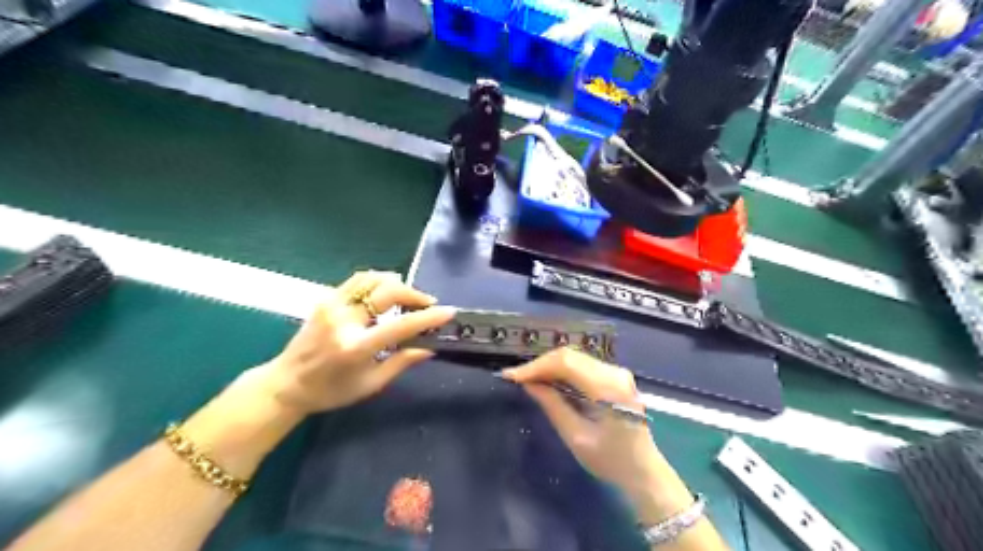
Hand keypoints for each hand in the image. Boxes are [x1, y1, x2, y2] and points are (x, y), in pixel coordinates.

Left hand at [259, 269, 453, 414]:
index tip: (448, 311)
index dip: (428, 317)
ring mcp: (332, 305)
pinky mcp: (325, 299)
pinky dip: (378, 281)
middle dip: (414, 294)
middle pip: (387, 291)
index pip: (400, 325)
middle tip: (427, 304)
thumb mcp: (370, 384)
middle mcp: (343, 320)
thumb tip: (430, 347)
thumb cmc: (331, 391)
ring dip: (396, 283)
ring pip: (372, 278)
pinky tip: (387, 290)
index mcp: (356, 347)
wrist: (286, 383)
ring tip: (408, 296)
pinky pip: (358, 281)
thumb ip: (401, 362)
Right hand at [501, 352, 694, 523]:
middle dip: (540, 365)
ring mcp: (617, 372)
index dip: (536, 366)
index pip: (565, 363)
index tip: (511, 376)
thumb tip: (529, 384)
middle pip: (569, 356)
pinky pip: (582, 365)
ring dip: (549, 366)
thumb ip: (552, 406)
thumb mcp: (576, 437)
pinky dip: (562, 370)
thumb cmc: (611, 461)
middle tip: (516, 378)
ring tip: (527, 379)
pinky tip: (548, 380)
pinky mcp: (615, 376)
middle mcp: (615, 372)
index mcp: (608, 388)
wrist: (644, 471)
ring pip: (575, 357)